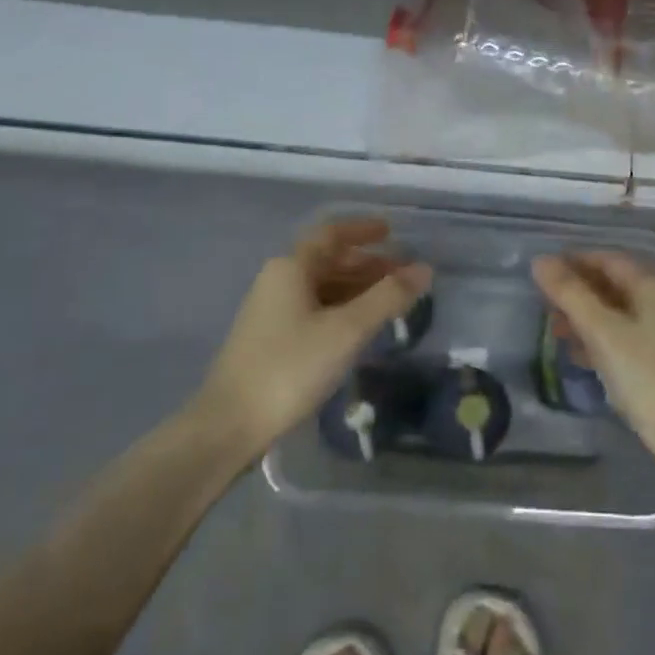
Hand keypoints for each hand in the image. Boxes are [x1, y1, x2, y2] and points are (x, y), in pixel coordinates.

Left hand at [200, 219, 432, 458]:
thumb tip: (424, 269)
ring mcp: (271, 311)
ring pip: (322, 287)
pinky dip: (342, 309)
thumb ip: (388, 297)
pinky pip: (314, 309)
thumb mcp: (347, 330)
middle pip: (329, 260)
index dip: (363, 230)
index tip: (392, 232)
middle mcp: (278, 280)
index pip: (332, 234)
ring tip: (390, 302)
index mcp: (291, 267)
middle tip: (403, 275)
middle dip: (367, 264)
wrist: (229, 425)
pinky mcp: (270, 339)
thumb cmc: (290, 367)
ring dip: (356, 288)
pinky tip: (360, 328)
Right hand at [530, 251, 654, 466]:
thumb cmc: (645, 374)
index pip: (609, 260)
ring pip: (617, 314)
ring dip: (585, 318)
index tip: (542, 270)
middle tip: (543, 303)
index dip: (575, 261)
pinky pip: (624, 338)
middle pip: (613, 286)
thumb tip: (540, 261)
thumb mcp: (602, 331)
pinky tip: (577, 354)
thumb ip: (570, 294)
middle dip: (578, 292)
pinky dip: (600, 340)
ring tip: (554, 330)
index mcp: (654, 286)